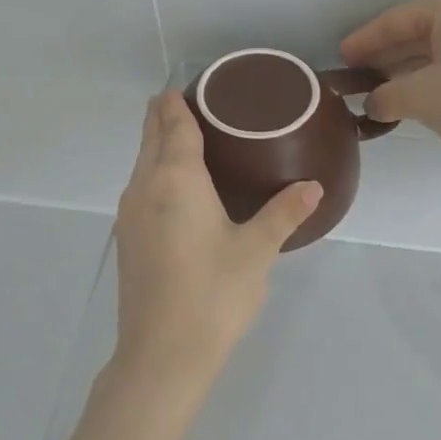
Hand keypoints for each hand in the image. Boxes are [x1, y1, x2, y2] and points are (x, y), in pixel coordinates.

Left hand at [109, 91, 322, 401]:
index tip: (188, 84)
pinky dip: (156, 172)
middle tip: (195, 103)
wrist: (162, 355)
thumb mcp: (257, 250)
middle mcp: (145, 188)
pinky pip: (141, 188)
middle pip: (150, 138)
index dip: (178, 101)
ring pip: (142, 164)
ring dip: (158, 145)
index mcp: (176, 180)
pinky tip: (179, 189)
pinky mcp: (128, 240)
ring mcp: (129, 216)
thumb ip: (284, 213)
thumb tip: (313, 186)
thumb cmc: (213, 294)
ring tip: (190, 139)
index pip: (173, 125)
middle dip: (165, 116)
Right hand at [340, 0, 440, 162]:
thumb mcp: (418, 97)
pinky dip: (430, 74)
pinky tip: (410, 94)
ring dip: (407, 68)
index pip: (399, 19)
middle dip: (386, 54)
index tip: (342, 57)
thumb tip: (373, 104)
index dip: (366, 39)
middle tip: (357, 74)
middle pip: (419, 31)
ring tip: (378, 88)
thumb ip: (385, 96)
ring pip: (438, 48)